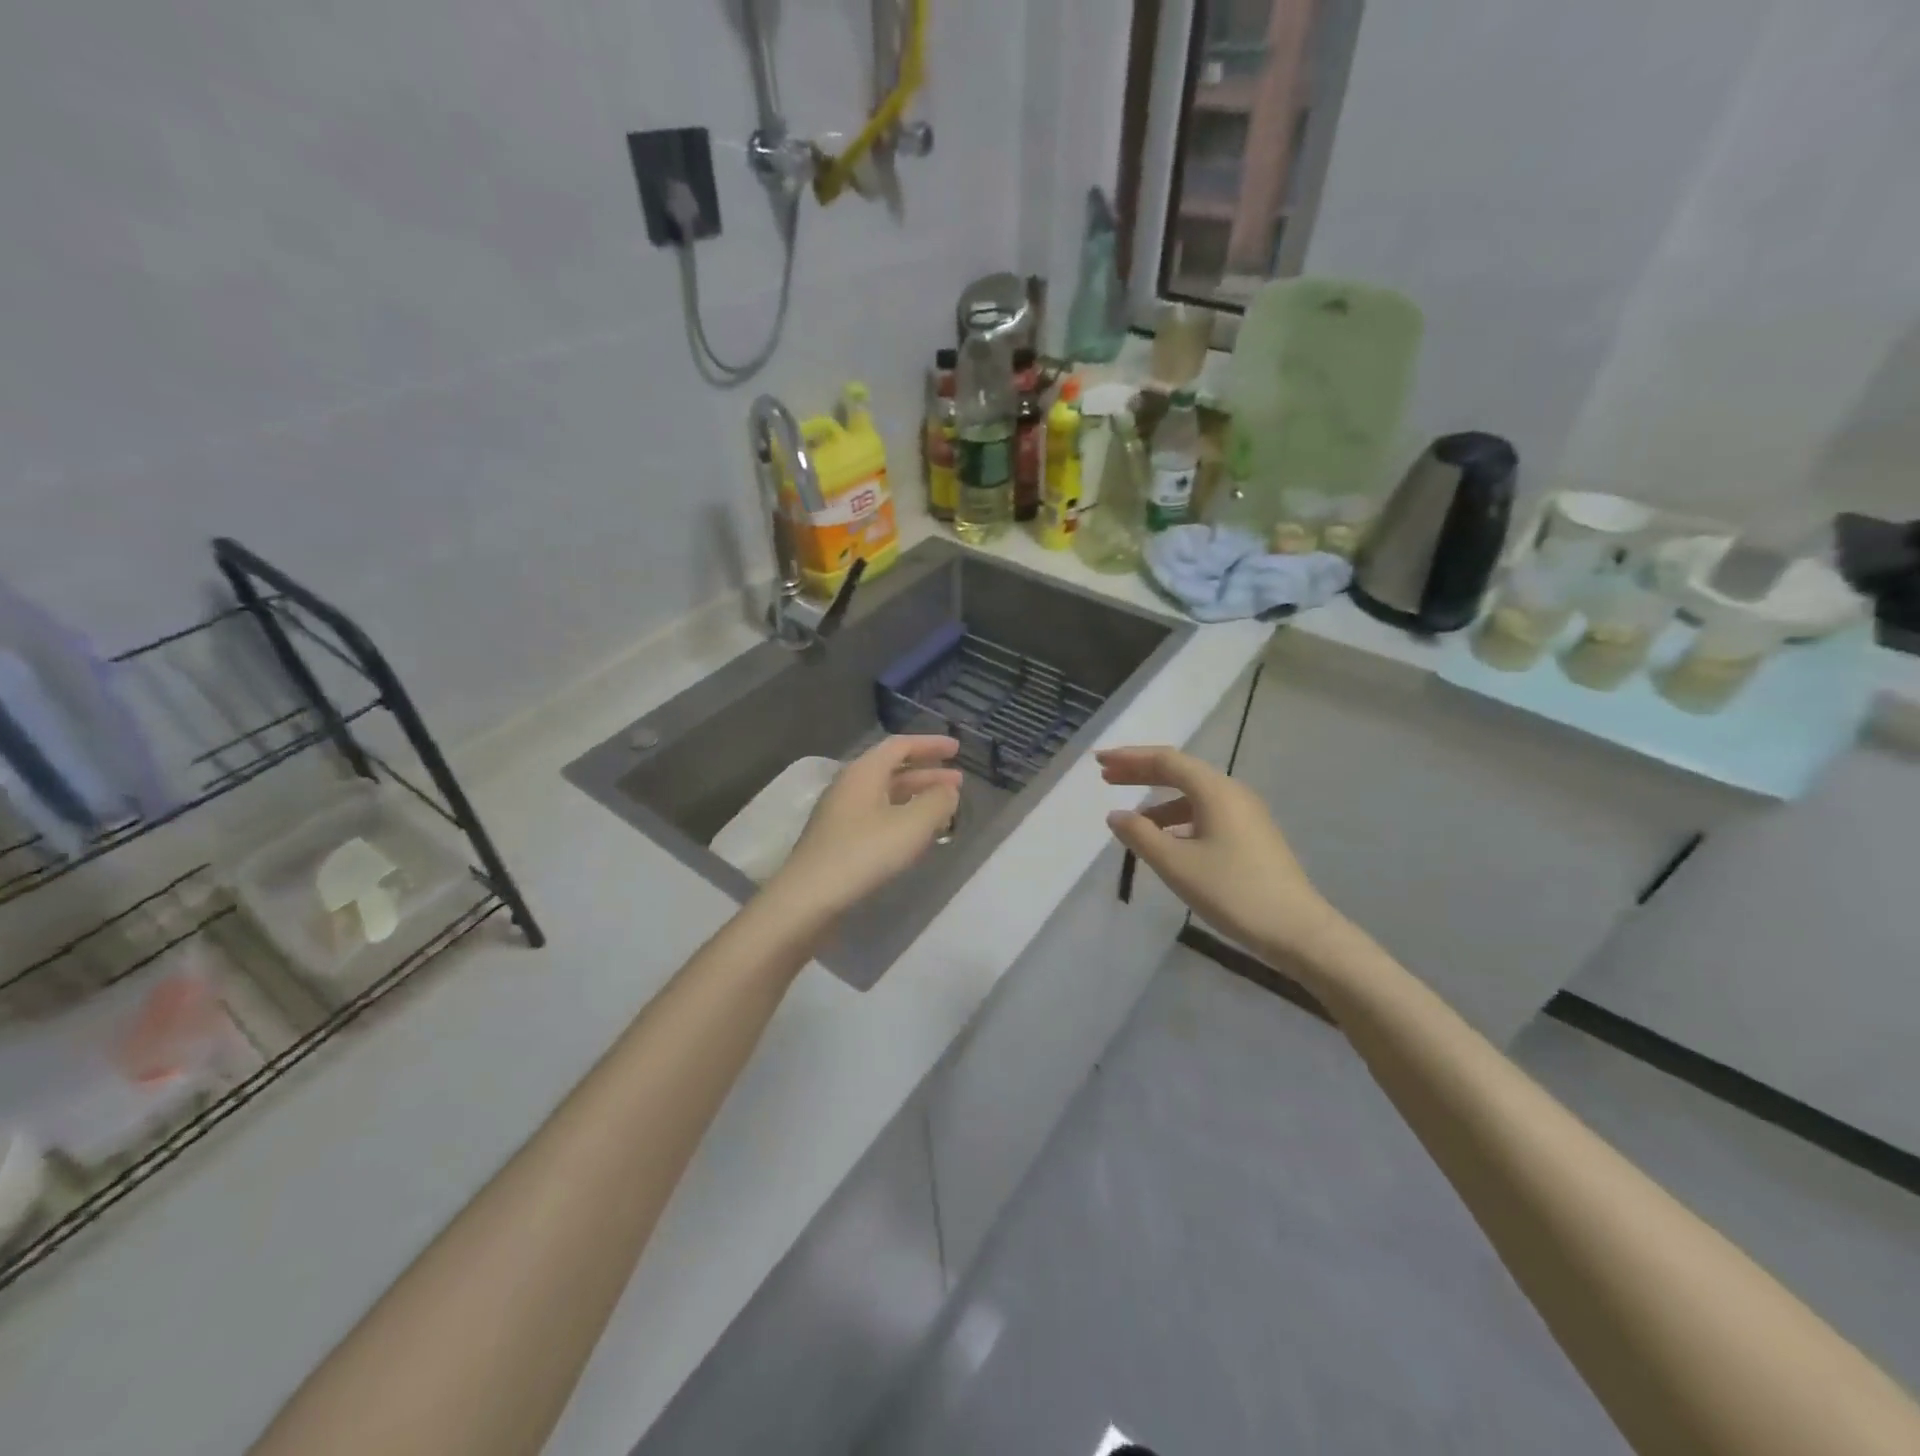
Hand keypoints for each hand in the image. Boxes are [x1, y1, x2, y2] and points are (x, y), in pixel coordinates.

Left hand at [769, 736, 962, 919]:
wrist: (808, 899)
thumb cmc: (863, 854)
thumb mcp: (911, 826)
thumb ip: (936, 802)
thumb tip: (949, 790)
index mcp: (863, 773)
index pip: (900, 746)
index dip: (930, 744)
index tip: (956, 749)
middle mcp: (849, 786)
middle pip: (892, 770)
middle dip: (927, 774)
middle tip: (957, 782)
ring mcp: (840, 815)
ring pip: (885, 795)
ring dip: (916, 797)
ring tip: (944, 809)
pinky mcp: (838, 840)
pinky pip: (877, 817)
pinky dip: (902, 817)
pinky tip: (915, 835)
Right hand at [1098, 745, 1348, 969]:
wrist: (1298, 930)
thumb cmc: (1232, 891)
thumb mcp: (1176, 864)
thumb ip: (1140, 836)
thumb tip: (1116, 815)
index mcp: (1215, 790)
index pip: (1165, 760)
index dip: (1129, 758)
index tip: (1099, 761)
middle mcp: (1232, 793)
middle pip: (1180, 772)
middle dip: (1141, 773)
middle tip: (1106, 777)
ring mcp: (1245, 814)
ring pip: (1193, 795)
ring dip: (1158, 800)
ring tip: (1130, 818)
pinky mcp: (1251, 835)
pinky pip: (1206, 813)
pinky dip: (1178, 819)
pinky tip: (1165, 841)